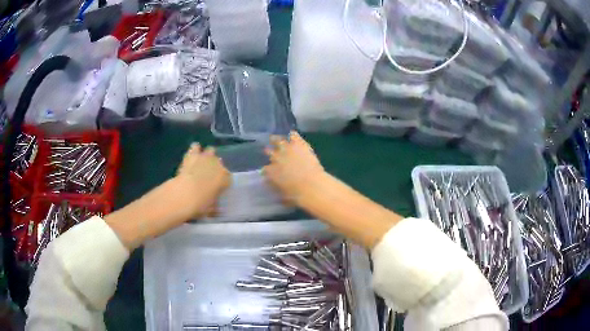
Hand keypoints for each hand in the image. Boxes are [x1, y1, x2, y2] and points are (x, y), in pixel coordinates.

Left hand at [175, 143, 230, 217]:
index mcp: (225, 178)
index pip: (228, 178)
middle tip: (208, 175)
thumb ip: (214, 206)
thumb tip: (215, 210)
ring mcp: (205, 157)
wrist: (183, 194)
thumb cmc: (200, 204)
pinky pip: (195, 147)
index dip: (223, 182)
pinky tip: (192, 154)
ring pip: (210, 150)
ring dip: (207, 155)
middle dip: (215, 167)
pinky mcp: (192, 154)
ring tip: (202, 162)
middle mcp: (218, 165)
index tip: (217, 188)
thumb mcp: (210, 209)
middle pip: (220, 162)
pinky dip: (194, 150)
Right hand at [264, 131, 325, 204]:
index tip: (269, 170)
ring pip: (278, 141)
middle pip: (269, 152)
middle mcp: (276, 159)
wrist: (312, 185)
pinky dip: (292, 135)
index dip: (267, 170)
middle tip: (269, 151)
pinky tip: (292, 134)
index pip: (265, 169)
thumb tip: (277, 192)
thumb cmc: (298, 196)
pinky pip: (293, 136)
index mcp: (271, 173)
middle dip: (269, 152)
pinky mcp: (298, 144)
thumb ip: (279, 191)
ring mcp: (287, 149)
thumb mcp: (285, 197)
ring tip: (275, 138)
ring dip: (276, 140)